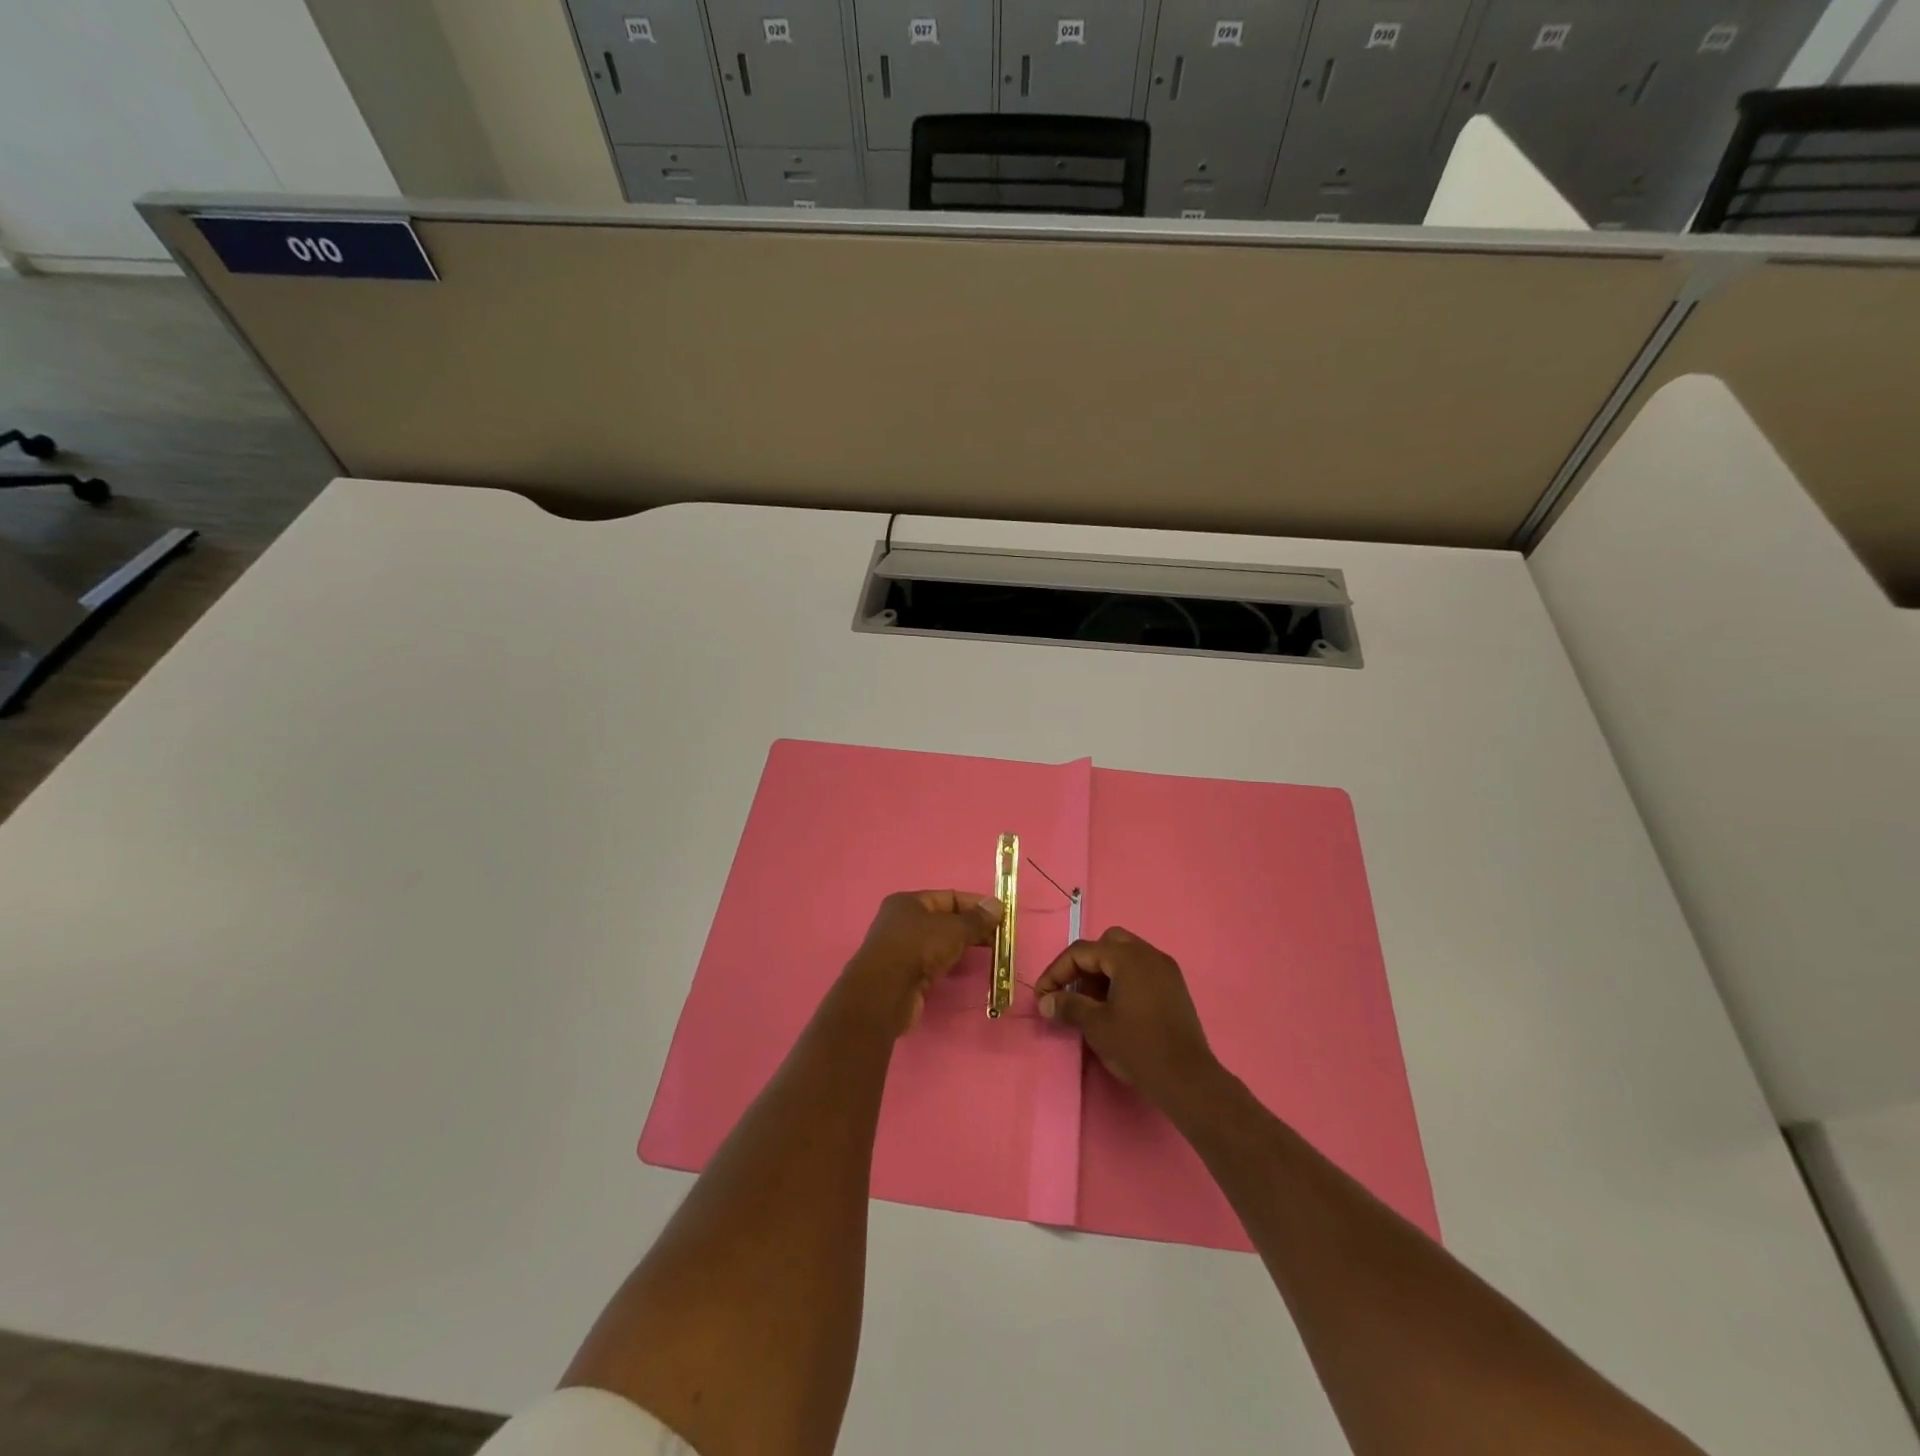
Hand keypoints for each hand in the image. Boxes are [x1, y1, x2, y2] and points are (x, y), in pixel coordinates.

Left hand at [843, 890, 1001, 1035]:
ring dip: (962, 946)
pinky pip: (933, 962)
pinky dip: (950, 963)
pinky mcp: (904, 974)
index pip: (949, 897)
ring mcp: (901, 949)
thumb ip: (976, 919)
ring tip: (988, 952)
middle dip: (972, 927)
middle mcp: (902, 922)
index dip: (976, 904)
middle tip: (998, 937)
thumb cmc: (918, 948)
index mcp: (909, 902)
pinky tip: (963, 969)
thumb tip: (997, 905)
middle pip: (944, 920)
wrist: (885, 992)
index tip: (1000, 915)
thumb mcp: (953, 929)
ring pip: (939, 942)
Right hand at [1034, 927, 1216, 1106]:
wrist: (1187, 1079)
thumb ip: (1068, 1006)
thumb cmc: (1137, 1047)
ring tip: (1092, 1003)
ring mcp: (1166, 970)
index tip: (1043, 996)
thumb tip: (1045, 1001)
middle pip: (1106, 944)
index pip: (1082, 952)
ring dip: (1104, 972)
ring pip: (1126, 956)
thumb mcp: (1096, 1026)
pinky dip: (1123, 980)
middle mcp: (1149, 954)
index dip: (1057, 972)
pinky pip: (1142, 970)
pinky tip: (1116, 1008)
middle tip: (1072, 991)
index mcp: (1128, 957)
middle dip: (1084, 964)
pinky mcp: (1175, 988)